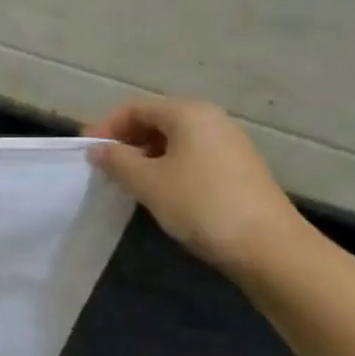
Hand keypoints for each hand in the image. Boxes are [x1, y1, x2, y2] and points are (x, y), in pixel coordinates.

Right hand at [85, 99, 308, 277]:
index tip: (85, 151)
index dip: (106, 126)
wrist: (269, 248)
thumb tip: (97, 149)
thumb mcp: (148, 183)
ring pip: (174, 141)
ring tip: (125, 182)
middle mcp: (211, 120)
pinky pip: (191, 157)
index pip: (136, 107)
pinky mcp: (237, 170)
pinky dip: (166, 167)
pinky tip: (158, 193)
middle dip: (125, 140)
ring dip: (144, 156)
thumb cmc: (201, 205)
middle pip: (156, 120)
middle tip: (102, 167)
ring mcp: (228, 145)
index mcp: (189, 113)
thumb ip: (117, 161)